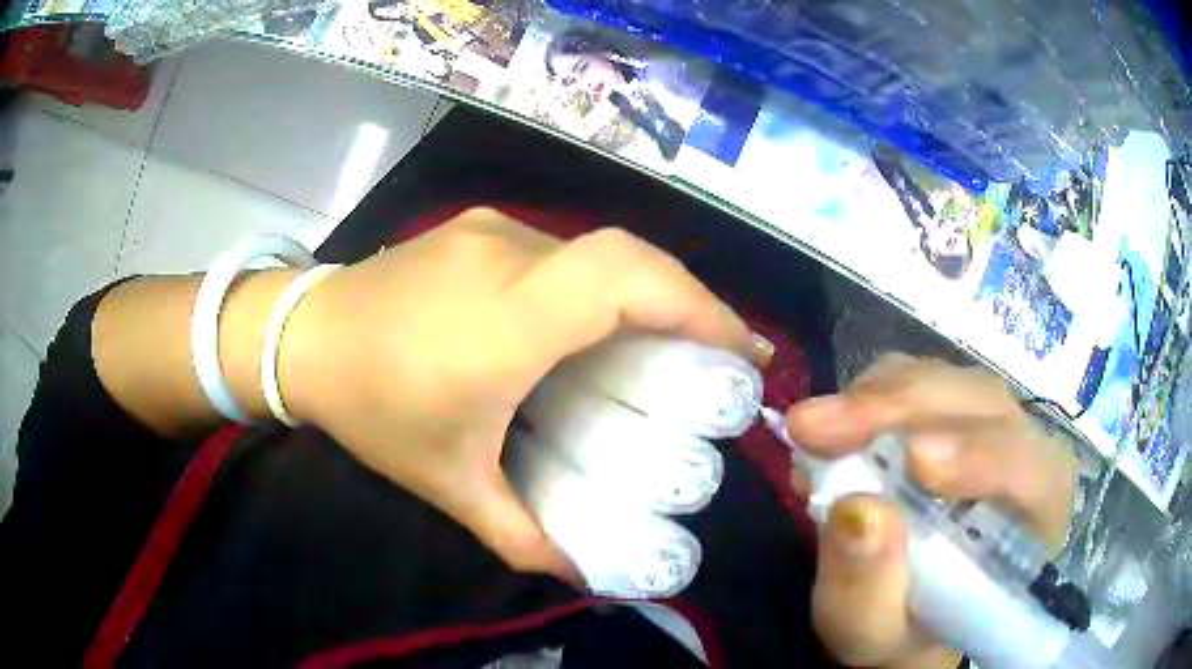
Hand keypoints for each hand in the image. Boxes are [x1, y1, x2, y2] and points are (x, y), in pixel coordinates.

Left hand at [281, 208, 768, 577]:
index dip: (698, 306)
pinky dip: (601, 280)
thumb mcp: (447, 484)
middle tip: (720, 352)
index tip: (741, 350)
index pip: (626, 280)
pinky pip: (561, 249)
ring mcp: (490, 231)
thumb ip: (519, 537)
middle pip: (628, 255)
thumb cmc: (369, 409)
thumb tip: (582, 575)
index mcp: (506, 320)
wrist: (302, 336)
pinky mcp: (477, 226)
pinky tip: (593, 321)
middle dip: (690, 299)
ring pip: (596, 249)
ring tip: (668, 340)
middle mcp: (507, 257)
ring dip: (645, 288)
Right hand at [785, 354, 1077, 668]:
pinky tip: (832, 429)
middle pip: (981, 404)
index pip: (1030, 468)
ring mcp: (986, 422)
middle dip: (903, 409)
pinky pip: (914, 377)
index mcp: (1033, 518)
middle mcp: (1023, 452)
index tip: (913, 462)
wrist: (902, 608)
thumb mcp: (873, 631)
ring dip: (877, 397)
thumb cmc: (903, 630)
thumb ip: (867, 589)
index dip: (982, 455)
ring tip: (813, 430)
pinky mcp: (947, 408)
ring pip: (944, 381)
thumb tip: (857, 510)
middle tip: (820, 429)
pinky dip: (868, 394)